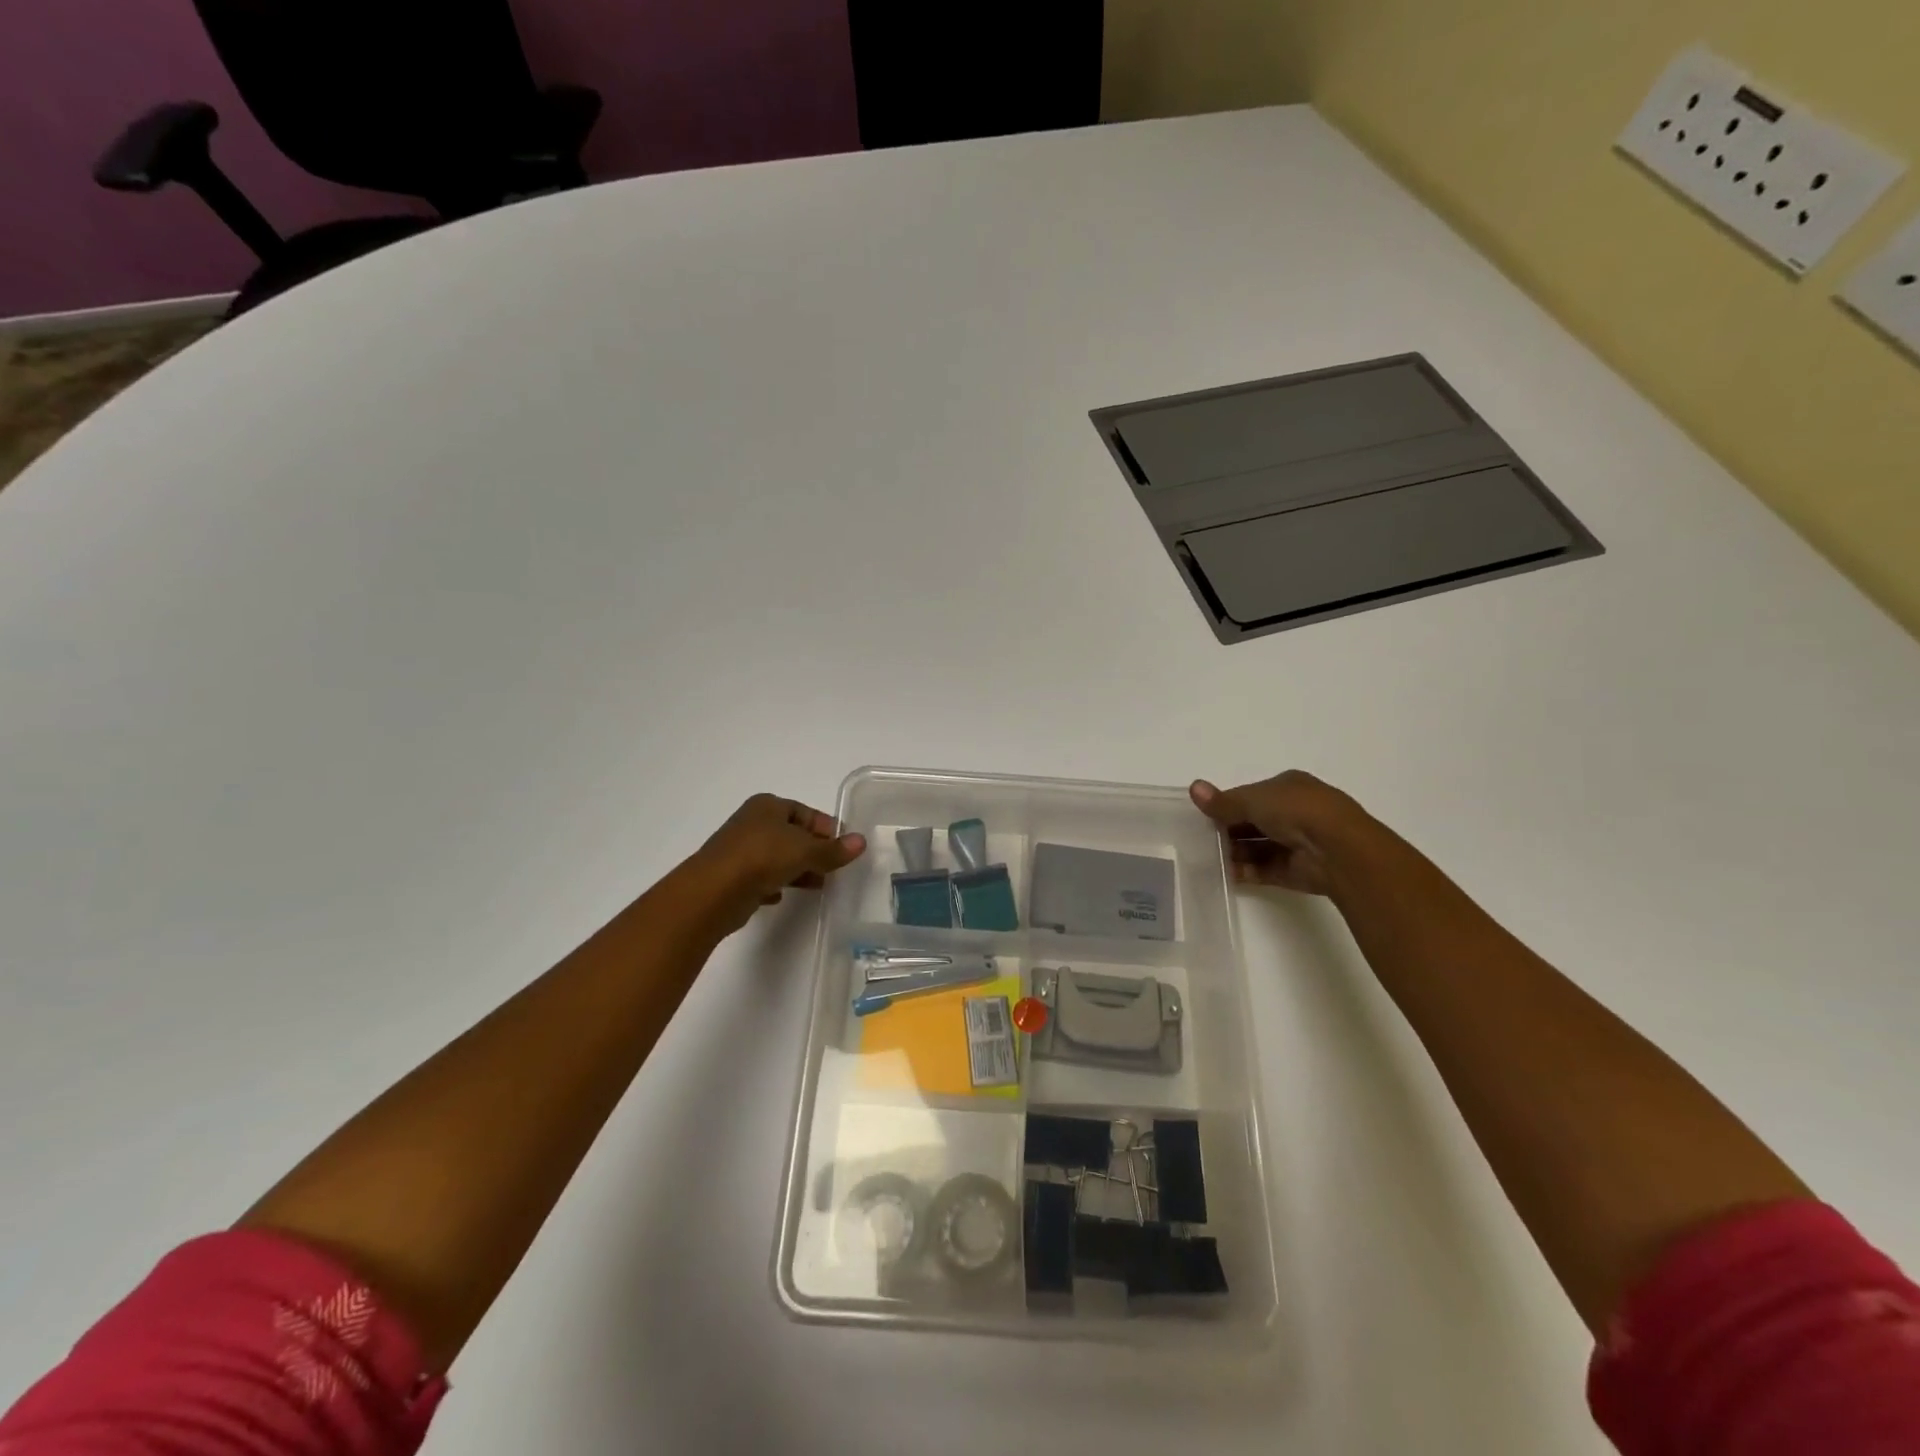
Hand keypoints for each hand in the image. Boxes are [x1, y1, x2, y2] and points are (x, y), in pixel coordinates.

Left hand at [682, 794, 866, 932]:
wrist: (713, 892)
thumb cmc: (763, 857)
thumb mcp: (806, 851)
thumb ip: (833, 850)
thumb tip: (861, 842)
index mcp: (767, 806)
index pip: (805, 812)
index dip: (826, 828)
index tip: (843, 848)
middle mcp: (751, 823)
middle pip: (791, 835)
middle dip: (813, 851)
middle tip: (833, 869)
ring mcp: (739, 850)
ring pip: (776, 857)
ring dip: (797, 869)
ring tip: (817, 886)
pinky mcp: (731, 876)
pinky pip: (760, 877)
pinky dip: (773, 884)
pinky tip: (782, 897)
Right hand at [1189, 771, 1363, 896]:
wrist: (1338, 849)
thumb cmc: (1296, 810)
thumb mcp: (1253, 799)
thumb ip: (1223, 801)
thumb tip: (1193, 788)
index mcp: (1289, 787)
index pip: (1252, 795)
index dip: (1229, 804)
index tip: (1205, 814)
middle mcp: (1296, 812)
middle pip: (1254, 822)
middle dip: (1229, 830)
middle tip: (1200, 838)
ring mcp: (1298, 842)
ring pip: (1258, 846)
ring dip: (1235, 851)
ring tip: (1206, 857)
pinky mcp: (1297, 871)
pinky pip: (1265, 869)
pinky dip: (1245, 871)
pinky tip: (1222, 874)